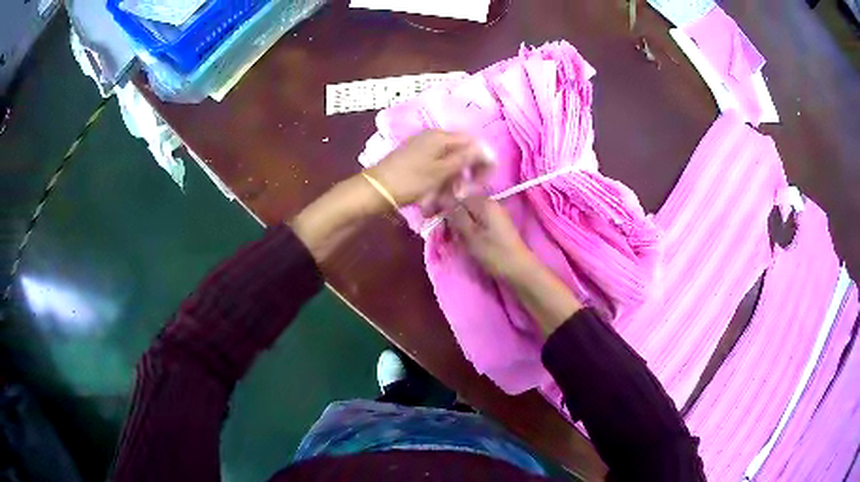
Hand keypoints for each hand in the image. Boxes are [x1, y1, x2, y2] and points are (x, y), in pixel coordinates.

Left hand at [366, 130, 491, 209]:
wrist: (377, 189)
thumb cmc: (410, 181)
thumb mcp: (441, 171)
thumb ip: (465, 158)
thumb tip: (487, 150)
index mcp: (441, 136)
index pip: (473, 142)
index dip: (482, 160)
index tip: (483, 180)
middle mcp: (433, 136)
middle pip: (461, 150)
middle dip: (467, 171)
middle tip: (464, 191)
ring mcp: (422, 145)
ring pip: (449, 159)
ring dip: (454, 177)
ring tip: (449, 196)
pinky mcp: (415, 156)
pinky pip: (436, 164)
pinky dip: (441, 177)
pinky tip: (438, 192)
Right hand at [448, 196, 582, 335]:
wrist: (519, 269)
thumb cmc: (494, 253)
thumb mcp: (470, 235)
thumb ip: (456, 216)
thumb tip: (443, 200)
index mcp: (483, 202)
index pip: (455, 196)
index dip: (442, 206)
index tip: (431, 219)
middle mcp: (490, 202)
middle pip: (462, 203)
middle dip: (450, 215)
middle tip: (442, 232)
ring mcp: (494, 213)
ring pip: (468, 213)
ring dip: (458, 222)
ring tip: (451, 237)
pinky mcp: (496, 224)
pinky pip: (476, 220)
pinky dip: (467, 227)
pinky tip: (464, 238)